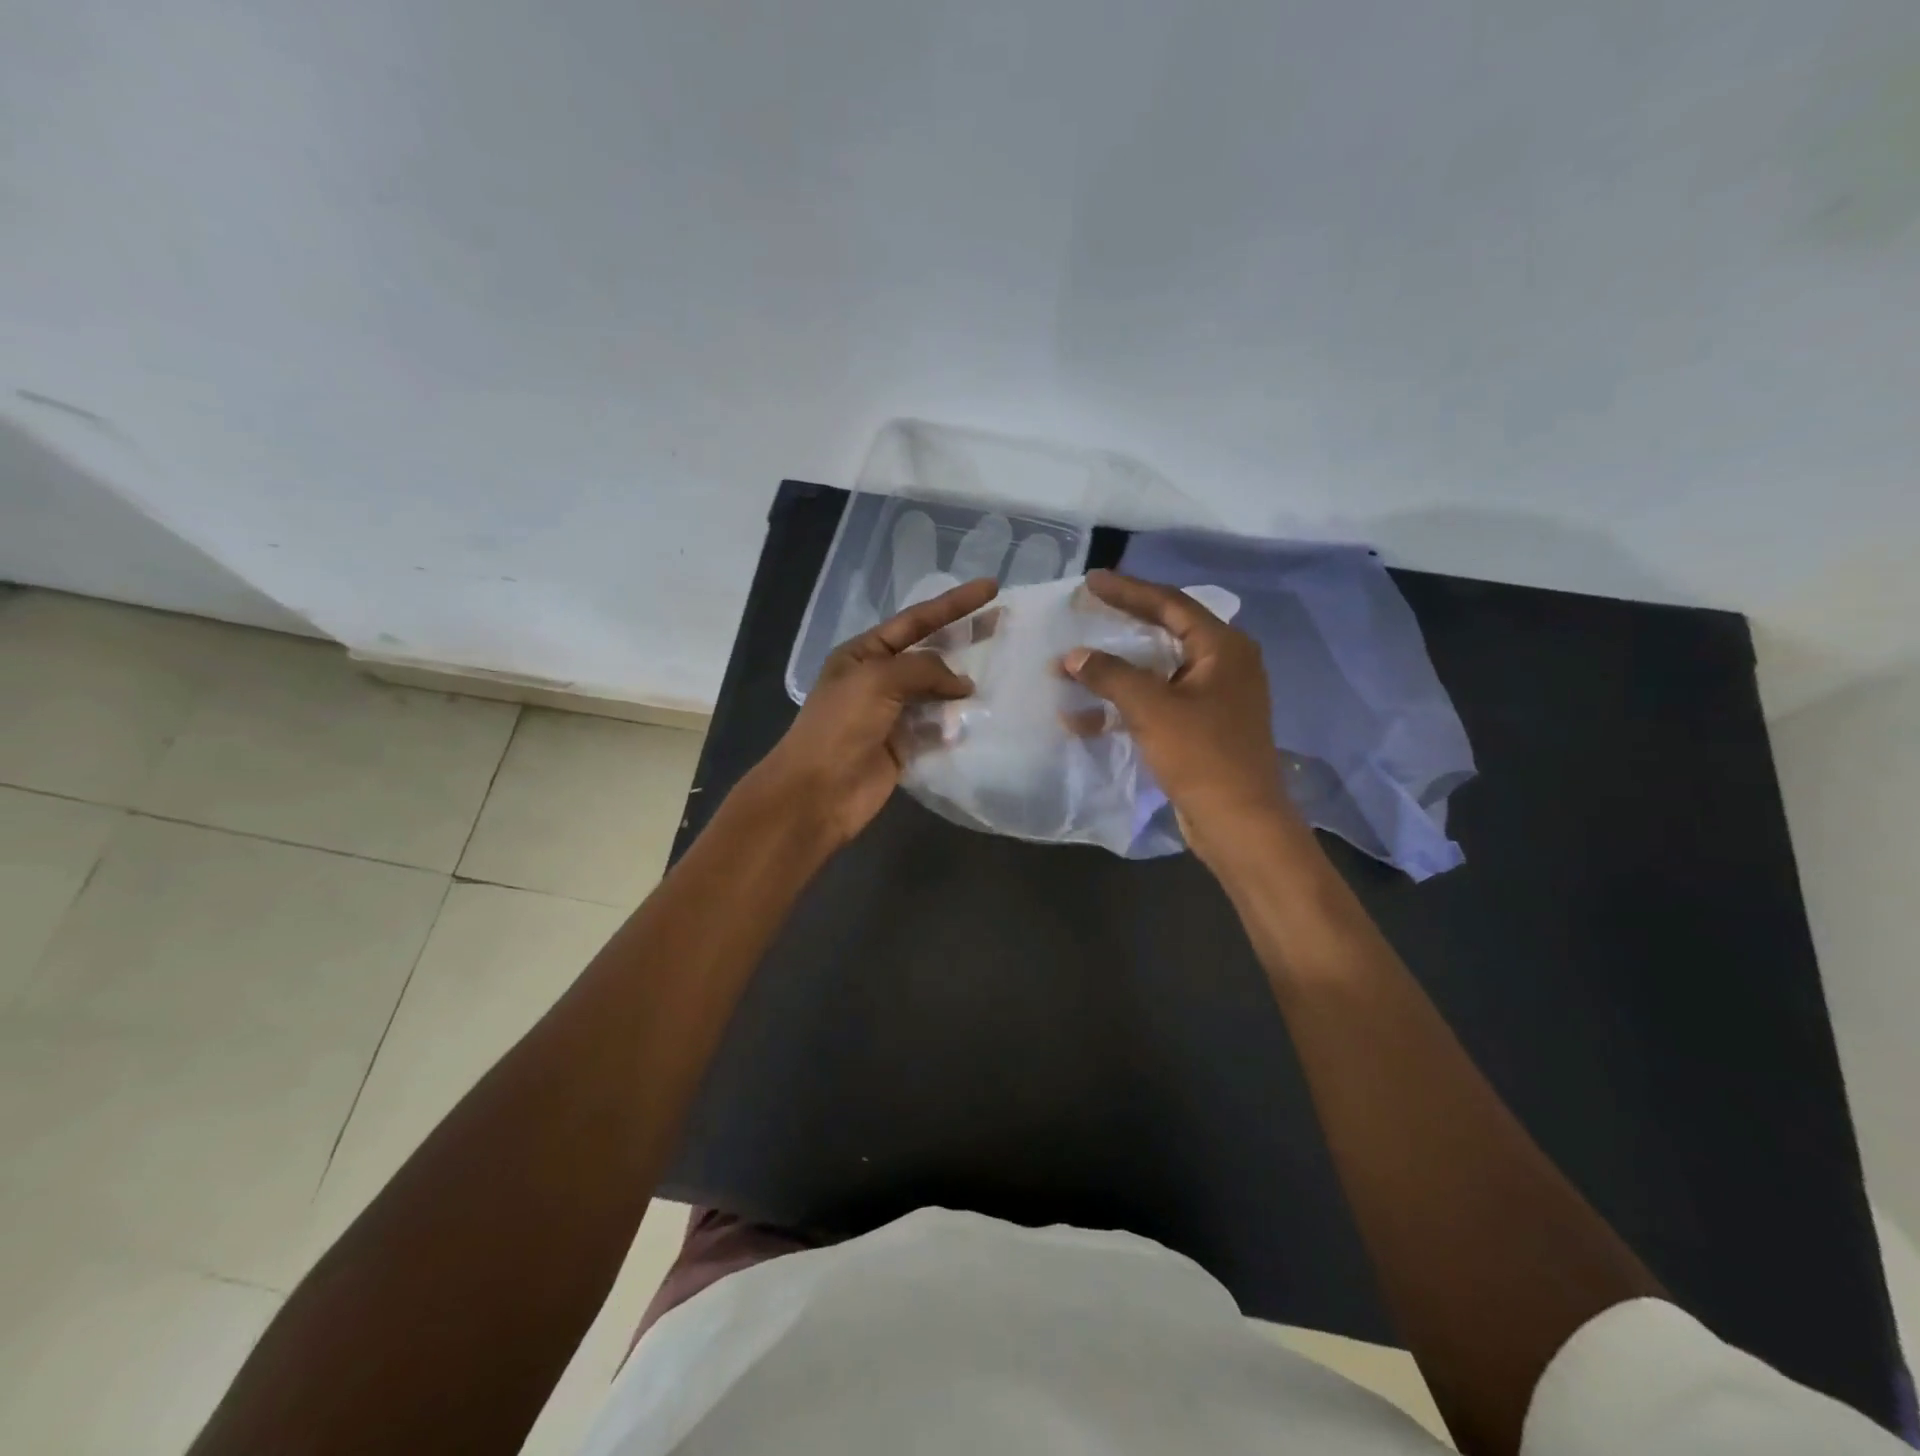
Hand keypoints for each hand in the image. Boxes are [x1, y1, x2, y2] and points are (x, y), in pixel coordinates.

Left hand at [749, 577, 997, 846]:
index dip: (954, 603)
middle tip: (1004, 621)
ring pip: (938, 691)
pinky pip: (939, 726)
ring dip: (965, 684)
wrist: (819, 791)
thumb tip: (963, 683)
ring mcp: (894, 713)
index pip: (916, 620)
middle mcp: (879, 678)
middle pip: (931, 652)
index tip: (991, 587)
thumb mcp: (878, 680)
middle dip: (965, 637)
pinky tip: (983, 714)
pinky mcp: (906, 746)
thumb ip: (924, 669)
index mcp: (864, 653)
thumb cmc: (840, 725)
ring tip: (1003, 671)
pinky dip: (958, 722)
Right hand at [1064, 569, 1295, 865]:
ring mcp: (1214, 698)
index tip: (1091, 581)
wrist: (1239, 822)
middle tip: (1086, 611)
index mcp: (1223, 648)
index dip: (1129, 590)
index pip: (1170, 604)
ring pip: (1157, 672)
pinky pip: (1157, 703)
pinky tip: (1084, 717)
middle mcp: (1223, 665)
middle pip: (1165, 633)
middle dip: (1121, 626)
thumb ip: (1110, 675)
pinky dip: (1124, 706)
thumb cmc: (1202, 755)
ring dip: (1115, 672)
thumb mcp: (1152, 708)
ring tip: (1073, 666)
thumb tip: (1073, 656)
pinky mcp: (1201, 728)